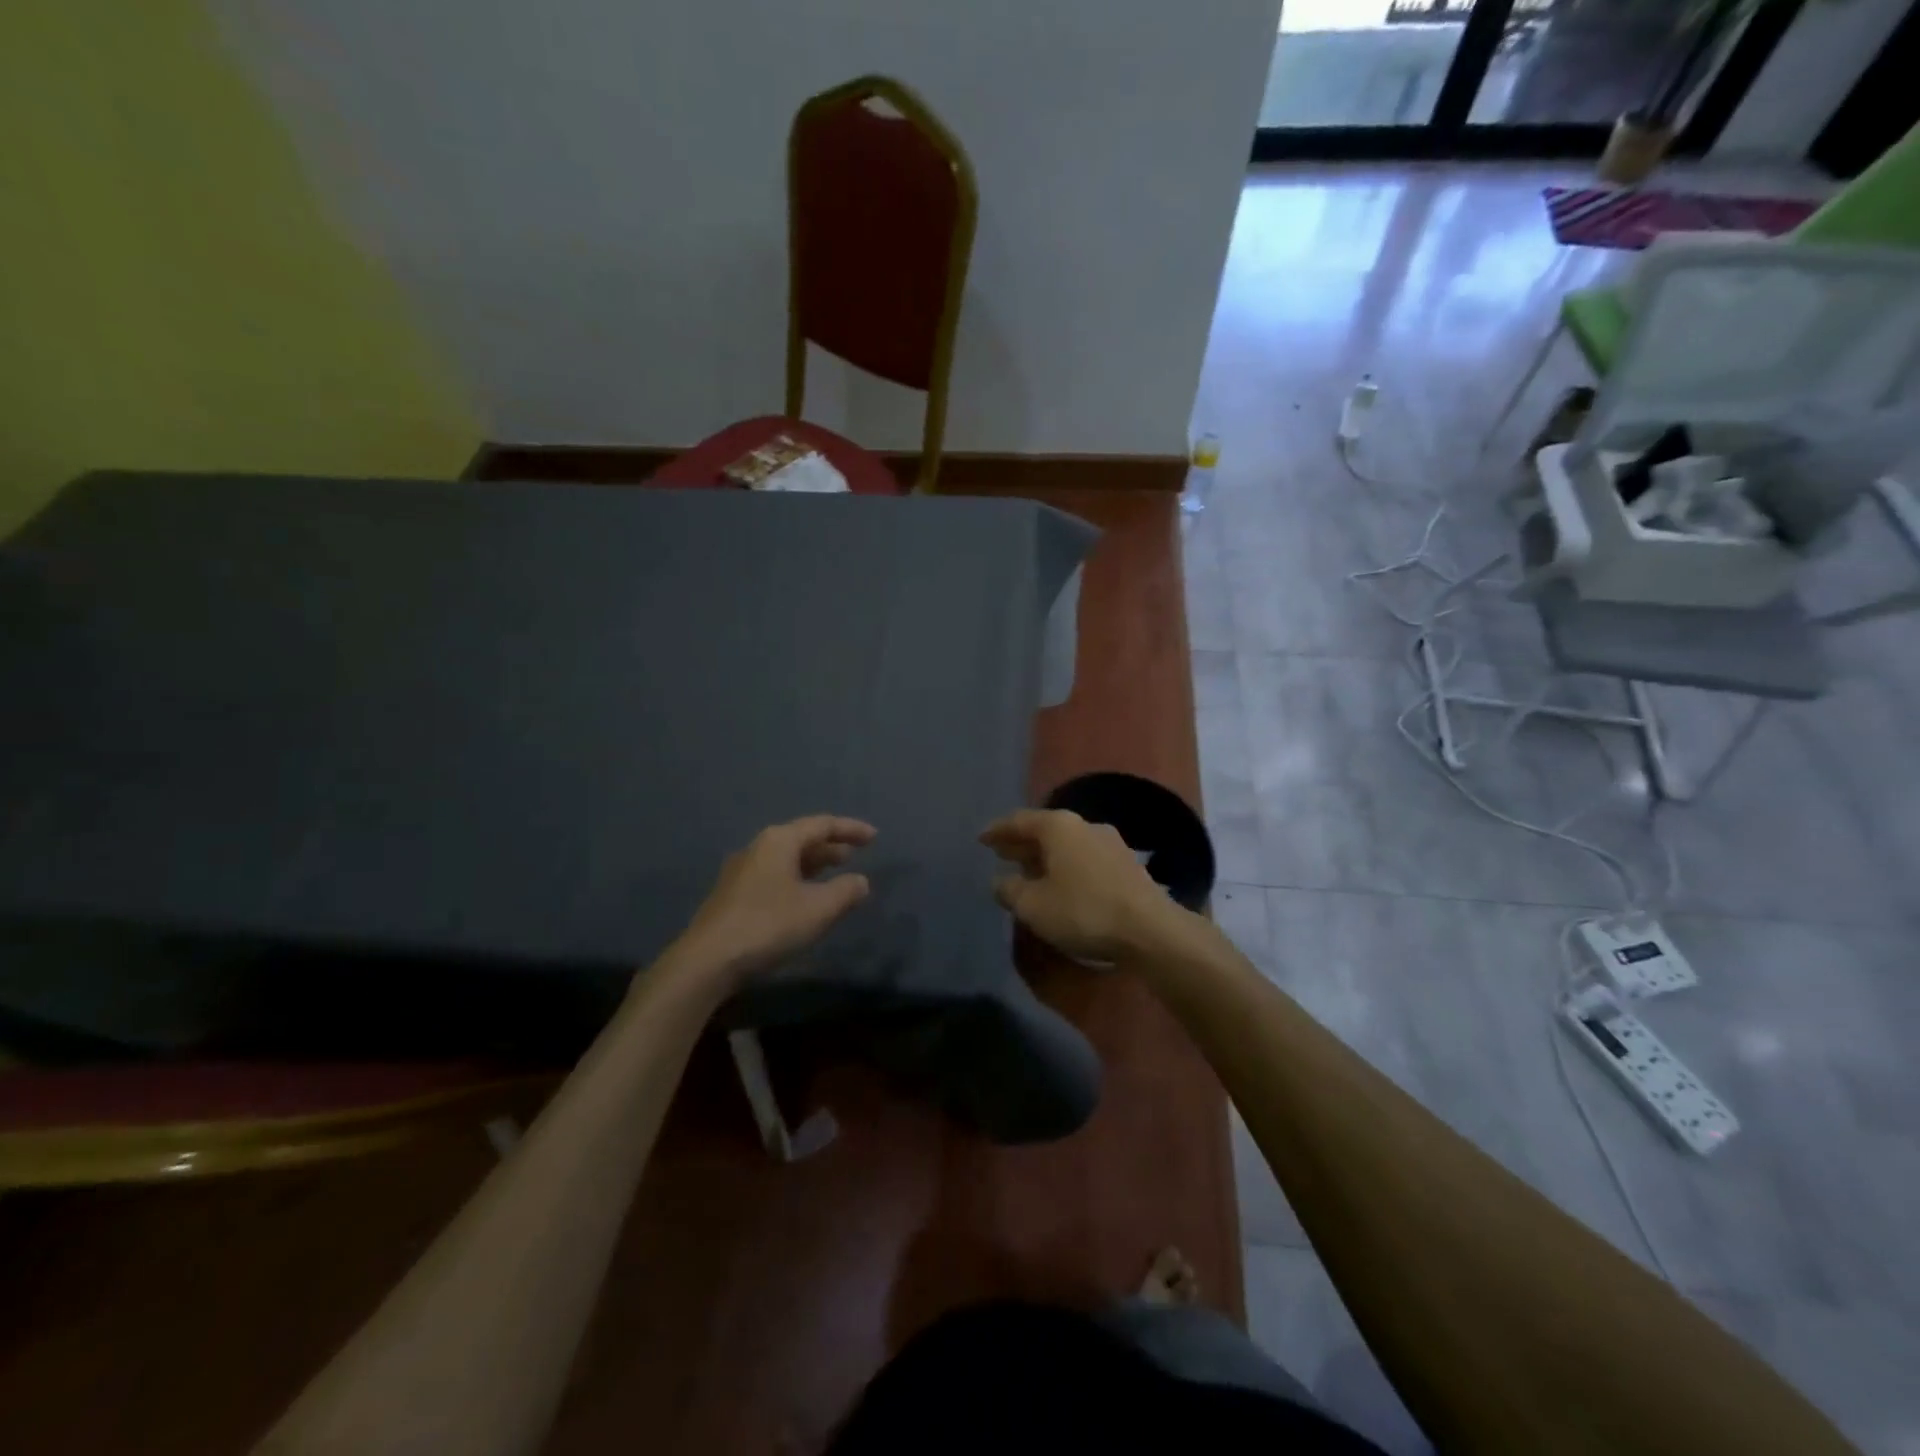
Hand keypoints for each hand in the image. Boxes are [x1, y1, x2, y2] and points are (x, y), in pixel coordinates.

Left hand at [665, 816, 875, 988]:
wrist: (707, 960)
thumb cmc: (768, 925)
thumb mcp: (818, 909)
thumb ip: (845, 891)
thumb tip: (861, 881)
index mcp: (779, 841)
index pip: (822, 825)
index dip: (851, 829)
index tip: (874, 837)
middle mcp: (758, 847)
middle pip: (801, 839)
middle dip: (830, 847)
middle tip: (855, 855)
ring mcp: (741, 871)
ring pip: (786, 859)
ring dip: (813, 865)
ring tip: (834, 876)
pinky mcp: (732, 894)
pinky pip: (774, 875)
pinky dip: (797, 879)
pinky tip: (804, 899)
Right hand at [980, 809, 1181, 961]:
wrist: (1150, 930)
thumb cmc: (1083, 911)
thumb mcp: (1033, 906)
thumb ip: (1010, 890)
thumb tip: (1000, 881)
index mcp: (1059, 827)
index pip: (1019, 821)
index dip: (997, 830)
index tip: (982, 839)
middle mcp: (1085, 825)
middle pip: (1045, 830)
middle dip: (1022, 842)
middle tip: (1001, 853)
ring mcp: (1110, 843)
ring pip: (1067, 844)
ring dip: (1045, 856)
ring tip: (1028, 871)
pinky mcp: (1127, 865)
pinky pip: (1084, 858)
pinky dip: (1066, 866)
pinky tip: (1061, 885)